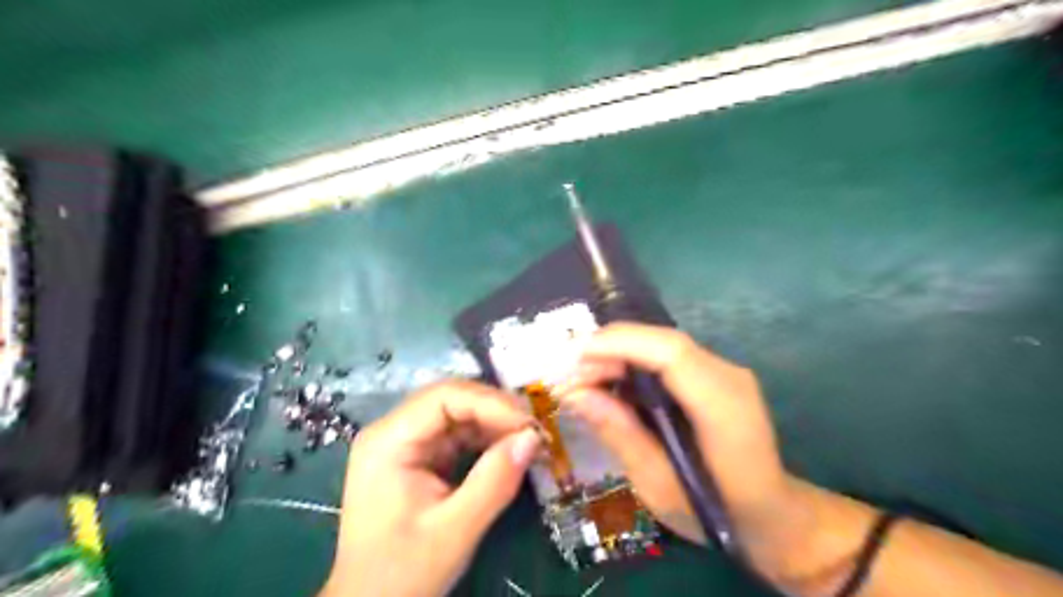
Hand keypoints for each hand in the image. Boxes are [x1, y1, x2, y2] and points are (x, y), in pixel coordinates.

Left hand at [320, 383, 539, 595]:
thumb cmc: (403, 573)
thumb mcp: (454, 531)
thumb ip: (494, 482)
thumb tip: (532, 438)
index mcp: (389, 441)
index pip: (444, 397)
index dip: (491, 403)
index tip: (529, 423)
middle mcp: (393, 431)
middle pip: (451, 399)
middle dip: (495, 410)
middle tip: (534, 429)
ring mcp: (405, 442)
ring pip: (457, 413)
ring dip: (494, 423)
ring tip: (527, 439)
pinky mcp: (418, 456)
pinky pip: (456, 433)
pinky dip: (485, 438)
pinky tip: (507, 449)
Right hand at [557, 325, 807, 576]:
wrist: (773, 515)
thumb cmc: (718, 513)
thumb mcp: (660, 486)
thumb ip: (620, 434)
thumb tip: (574, 393)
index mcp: (724, 407)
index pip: (671, 353)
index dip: (619, 345)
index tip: (572, 356)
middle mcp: (728, 376)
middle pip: (662, 342)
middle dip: (608, 349)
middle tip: (565, 373)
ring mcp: (723, 371)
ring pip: (660, 346)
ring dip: (615, 355)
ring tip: (578, 380)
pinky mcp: (711, 375)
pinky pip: (665, 358)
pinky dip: (630, 365)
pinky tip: (606, 384)